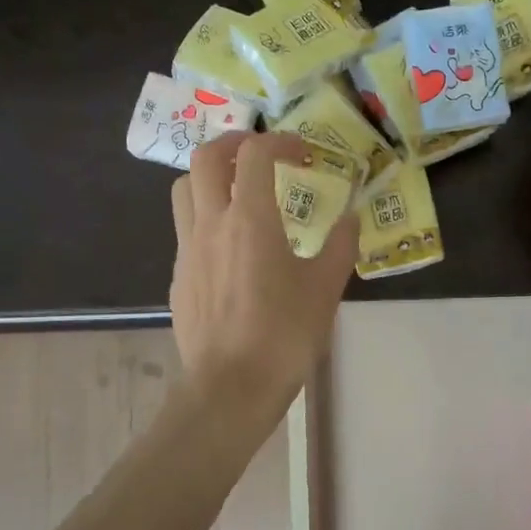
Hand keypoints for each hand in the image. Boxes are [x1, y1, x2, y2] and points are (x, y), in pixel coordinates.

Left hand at [170, 131, 357, 398]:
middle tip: (260, 155)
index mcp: (250, 220)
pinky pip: (185, 229)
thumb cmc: (283, 336)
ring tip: (238, 191)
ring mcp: (188, 250)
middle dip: (233, 144)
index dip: (279, 140)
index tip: (301, 152)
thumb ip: (340, 246)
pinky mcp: (179, 276)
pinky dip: (205, 218)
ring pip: (185, 189)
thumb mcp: (325, 289)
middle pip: (206, 158)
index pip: (255, 154)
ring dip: (210, 177)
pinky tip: (230, 248)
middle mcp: (211, 224)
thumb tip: (351, 218)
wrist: (230, 388)